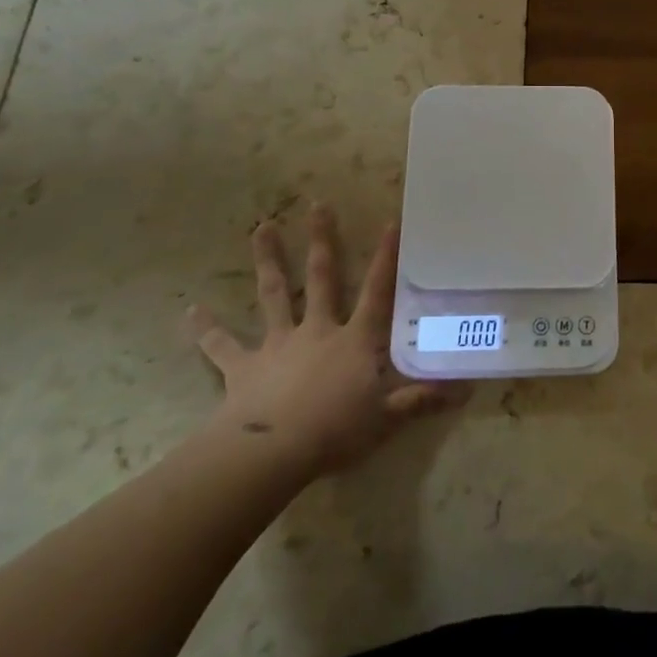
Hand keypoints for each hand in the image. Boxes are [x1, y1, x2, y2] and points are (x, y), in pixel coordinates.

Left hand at [188, 207, 460, 483]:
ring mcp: (278, 344)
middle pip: (321, 277)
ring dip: (268, 260)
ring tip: (260, 227)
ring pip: (273, 294)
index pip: (377, 292)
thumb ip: (421, 400)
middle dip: (322, 240)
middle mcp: (317, 330)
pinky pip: (222, 346)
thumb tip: (466, 389)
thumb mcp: (386, 418)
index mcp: (354, 340)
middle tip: (317, 204)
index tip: (390, 222)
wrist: (272, 452)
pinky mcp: (243, 367)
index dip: (386, 258)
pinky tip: (191, 312)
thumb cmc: (336, 430)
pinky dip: (207, 330)